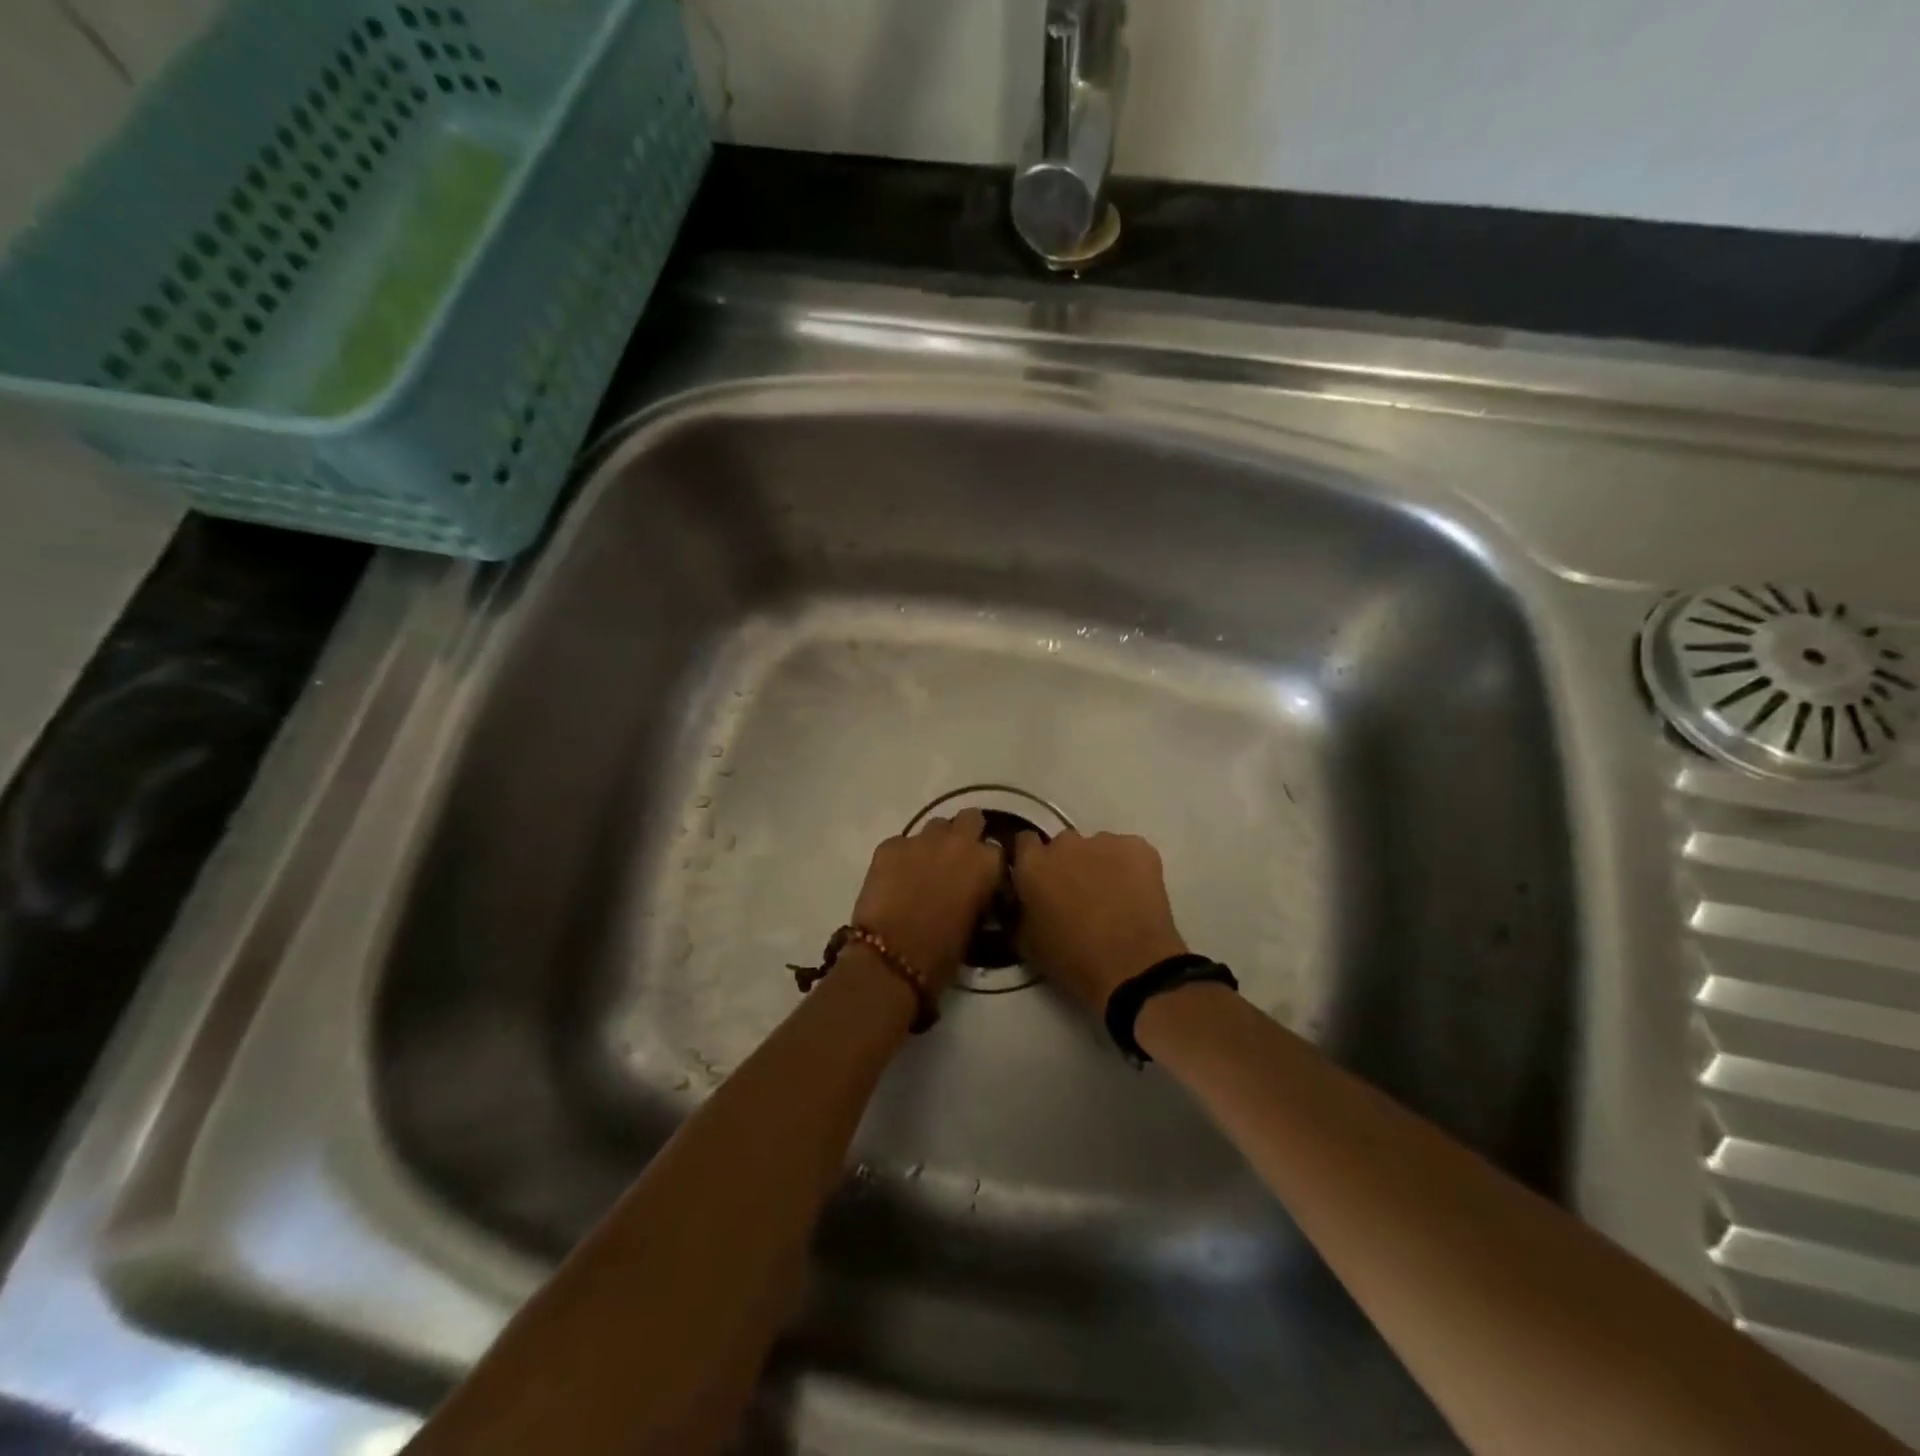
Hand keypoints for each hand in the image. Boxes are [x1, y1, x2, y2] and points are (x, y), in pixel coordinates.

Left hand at [850, 808, 1003, 994]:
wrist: (891, 958)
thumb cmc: (941, 953)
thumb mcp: (975, 926)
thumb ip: (979, 896)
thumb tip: (973, 892)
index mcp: (986, 863)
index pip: (996, 848)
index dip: (987, 862)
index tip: (981, 876)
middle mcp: (958, 841)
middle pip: (970, 819)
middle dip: (966, 834)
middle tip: (956, 859)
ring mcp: (921, 839)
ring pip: (935, 826)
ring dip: (935, 842)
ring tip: (925, 867)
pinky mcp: (890, 845)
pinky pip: (902, 842)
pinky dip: (902, 856)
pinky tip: (895, 878)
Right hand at [1012, 830, 1188, 1013]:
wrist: (1133, 968)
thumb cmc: (1072, 960)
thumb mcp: (1026, 942)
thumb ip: (1018, 910)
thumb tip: (1022, 900)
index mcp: (1033, 863)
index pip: (1024, 841)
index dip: (1032, 858)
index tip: (1039, 878)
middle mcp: (1065, 843)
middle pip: (1063, 845)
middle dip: (1067, 863)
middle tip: (1078, 893)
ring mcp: (1104, 841)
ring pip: (1098, 848)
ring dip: (1099, 865)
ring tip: (1112, 898)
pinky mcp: (1139, 847)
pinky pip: (1129, 852)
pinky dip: (1130, 868)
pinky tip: (1135, 895)